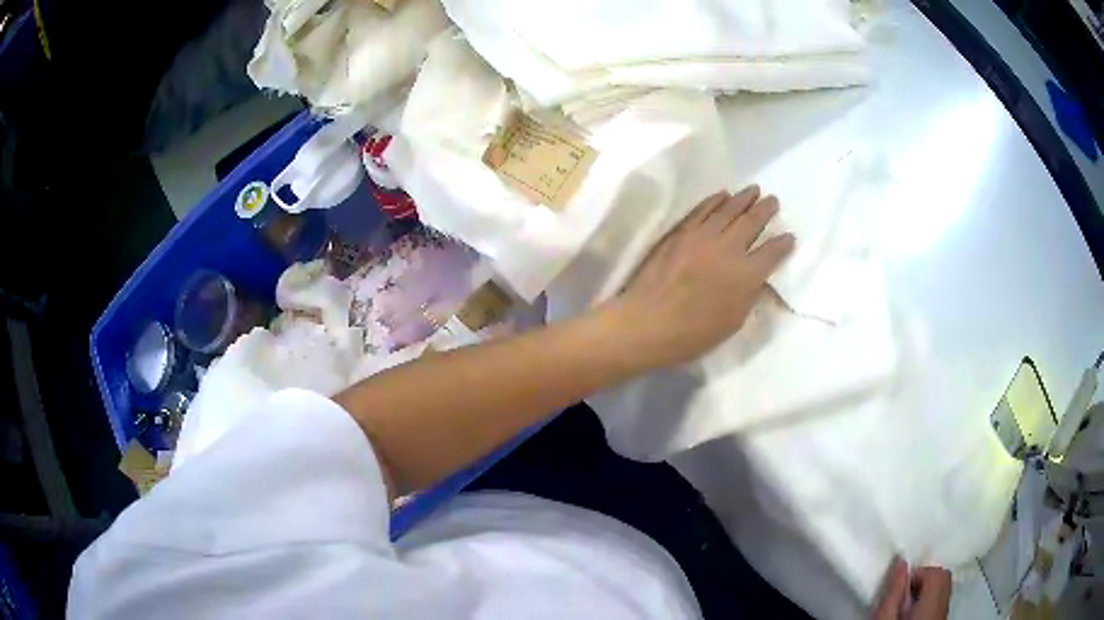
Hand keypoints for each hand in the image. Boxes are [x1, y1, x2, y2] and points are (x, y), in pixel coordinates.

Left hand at [605, 185, 793, 369]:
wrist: (647, 323)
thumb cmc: (692, 334)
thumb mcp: (732, 322)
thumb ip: (748, 295)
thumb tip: (757, 278)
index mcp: (746, 275)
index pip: (772, 252)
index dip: (783, 244)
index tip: (789, 236)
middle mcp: (728, 249)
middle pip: (752, 221)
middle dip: (765, 210)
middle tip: (773, 201)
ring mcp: (702, 237)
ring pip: (728, 209)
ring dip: (743, 198)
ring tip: (754, 190)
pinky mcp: (681, 232)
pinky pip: (702, 209)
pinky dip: (714, 200)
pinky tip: (722, 195)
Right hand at [873, 557, 951, 619]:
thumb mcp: (883, 618)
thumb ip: (893, 591)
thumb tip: (901, 560)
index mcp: (933, 602)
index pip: (935, 572)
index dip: (916, 575)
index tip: (896, 592)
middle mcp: (944, 605)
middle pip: (942, 578)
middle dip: (921, 582)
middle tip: (900, 601)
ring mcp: (943, 615)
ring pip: (941, 591)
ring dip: (923, 594)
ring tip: (903, 611)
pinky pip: (938, 602)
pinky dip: (926, 604)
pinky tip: (910, 617)